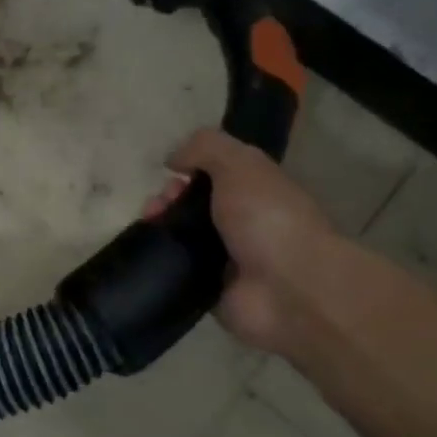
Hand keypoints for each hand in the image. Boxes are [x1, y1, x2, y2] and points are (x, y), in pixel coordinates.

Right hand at [145, 129, 340, 353]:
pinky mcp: (209, 289)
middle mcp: (241, 222)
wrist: (288, 289)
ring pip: (179, 236)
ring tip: (147, 229)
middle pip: (191, 205)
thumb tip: (173, 158)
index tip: (171, 175)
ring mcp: (225, 258)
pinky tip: (148, 254)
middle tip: (156, 209)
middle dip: (166, 200)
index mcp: (255, 189)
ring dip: (159, 228)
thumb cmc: (267, 218)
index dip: (188, 169)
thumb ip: (205, 148)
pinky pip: (176, 270)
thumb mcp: (240, 164)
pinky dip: (160, 261)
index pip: (213, 174)